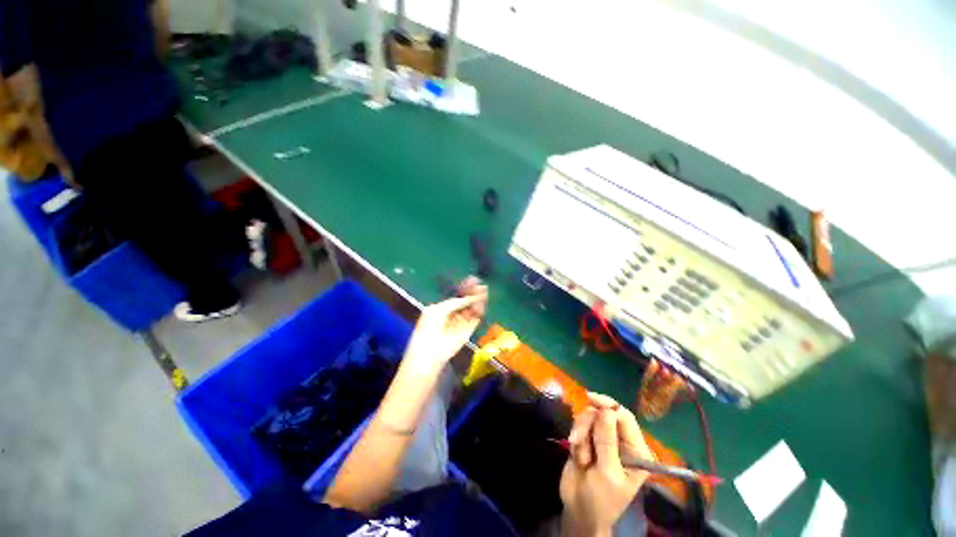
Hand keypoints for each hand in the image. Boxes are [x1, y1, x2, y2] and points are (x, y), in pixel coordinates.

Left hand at [401, 277, 487, 373]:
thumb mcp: (438, 310)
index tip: (473, 280)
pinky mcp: (468, 331)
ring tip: (483, 290)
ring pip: (472, 309)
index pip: (457, 297)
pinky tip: (482, 301)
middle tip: (480, 283)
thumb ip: (454, 302)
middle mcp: (453, 315)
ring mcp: (461, 323)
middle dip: (473, 293)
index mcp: (443, 309)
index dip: (464, 289)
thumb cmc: (428, 329)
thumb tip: (468, 297)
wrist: (429, 351)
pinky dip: (479, 310)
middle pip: (466, 302)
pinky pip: (475, 318)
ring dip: (478, 299)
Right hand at [560, 393, 653, 536]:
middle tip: (578, 441)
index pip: (625, 418)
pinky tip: (576, 455)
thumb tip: (607, 410)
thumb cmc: (600, 499)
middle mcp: (621, 442)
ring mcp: (603, 439)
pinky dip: (575, 438)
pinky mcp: (587, 439)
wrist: (578, 511)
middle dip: (588, 425)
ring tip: (580, 456)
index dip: (608, 405)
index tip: (589, 398)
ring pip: (589, 418)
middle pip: (603, 414)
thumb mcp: (607, 473)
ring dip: (581, 434)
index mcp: (636, 451)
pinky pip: (579, 425)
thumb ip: (607, 441)